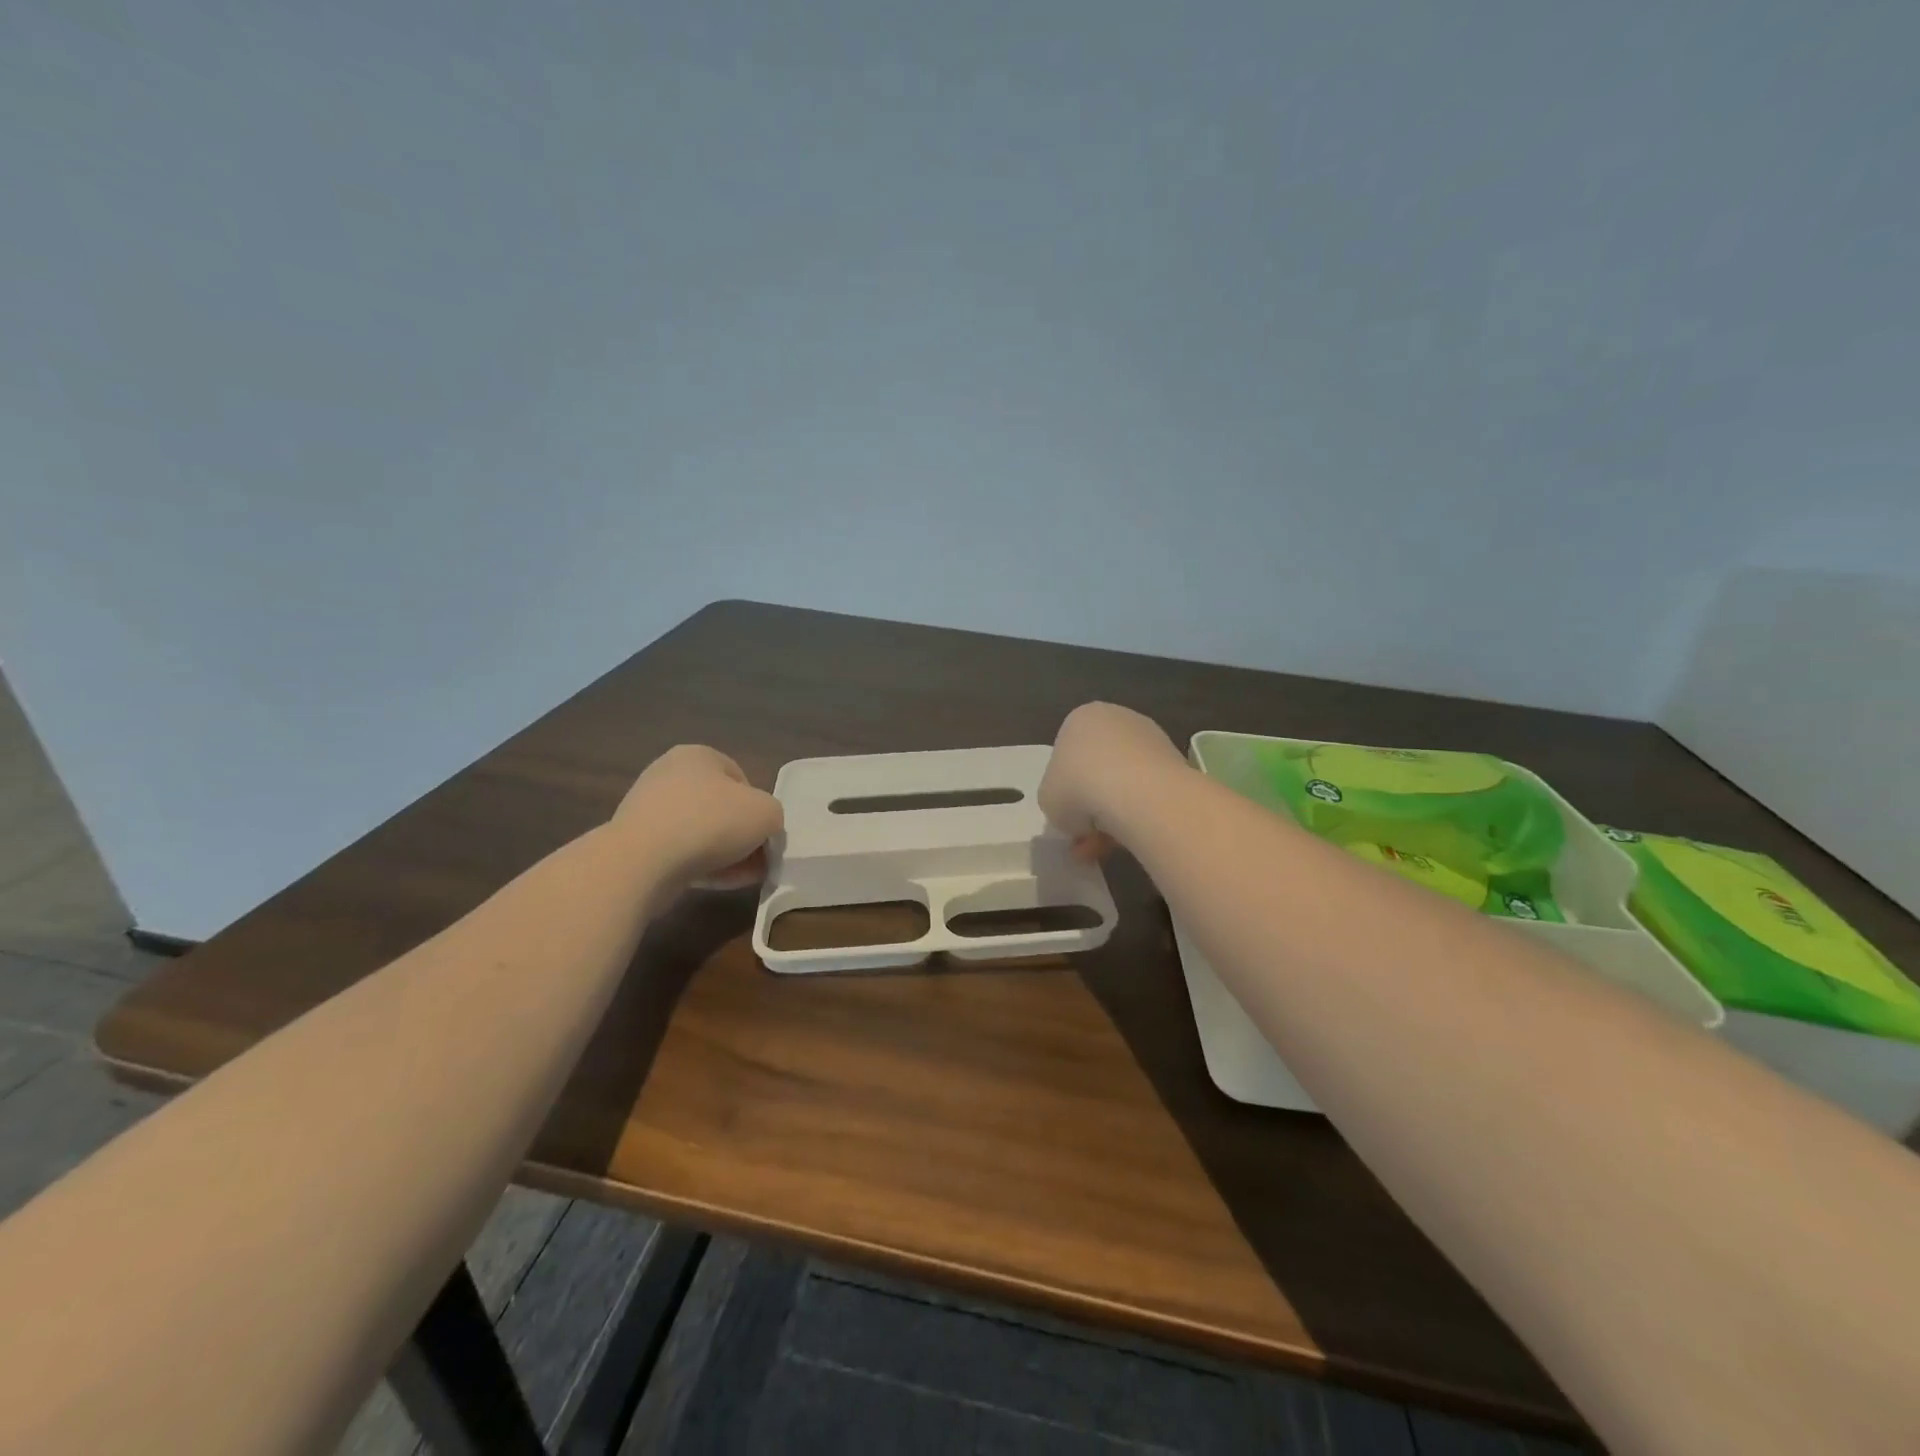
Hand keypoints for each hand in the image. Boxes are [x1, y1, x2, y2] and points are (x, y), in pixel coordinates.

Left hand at [613, 745, 783, 890]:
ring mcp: (648, 808)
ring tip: (740, 876)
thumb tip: (763, 832)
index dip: (759, 808)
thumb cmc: (711, 823)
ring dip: (725, 854)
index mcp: (698, 755)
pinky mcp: (635, 841)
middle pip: (720, 807)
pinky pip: (678, 852)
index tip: (764, 835)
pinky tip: (716, 882)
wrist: (642, 862)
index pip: (741, 779)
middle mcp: (669, 774)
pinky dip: (699, 865)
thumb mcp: (767, 813)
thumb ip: (773, 816)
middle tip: (757, 860)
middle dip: (741, 835)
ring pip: (700, 832)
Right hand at [1038, 702, 1186, 858]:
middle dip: (1091, 805)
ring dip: (1114, 816)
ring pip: (1124, 783)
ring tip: (1106, 849)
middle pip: (1098, 768)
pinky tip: (1130, 840)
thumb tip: (1076, 811)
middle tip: (1086, 838)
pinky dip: (1139, 815)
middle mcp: (1117, 719)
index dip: (1064, 789)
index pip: (1067, 754)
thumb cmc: (1078, 787)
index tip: (1066, 815)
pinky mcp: (1177, 761)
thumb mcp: (1047, 799)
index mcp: (1080, 719)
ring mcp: (1151, 738)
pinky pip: (1149, 792)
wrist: (1138, 793)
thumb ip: (1057, 799)